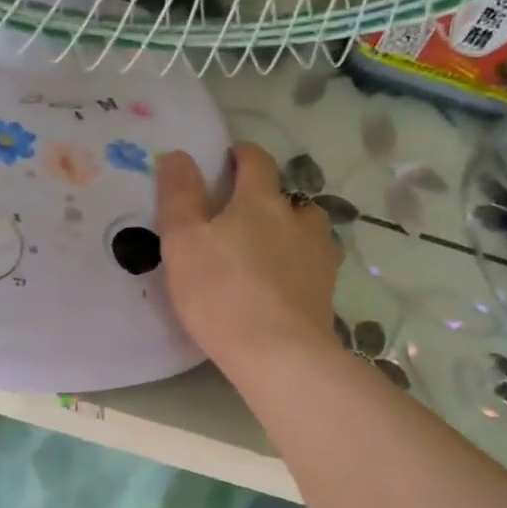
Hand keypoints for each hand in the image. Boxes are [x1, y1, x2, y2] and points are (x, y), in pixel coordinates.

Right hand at [155, 143, 341, 372]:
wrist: (277, 352)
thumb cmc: (220, 293)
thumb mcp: (183, 241)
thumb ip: (178, 195)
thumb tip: (179, 155)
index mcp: (260, 200)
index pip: (256, 161)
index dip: (242, 155)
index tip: (230, 159)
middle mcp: (297, 218)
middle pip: (285, 196)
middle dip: (264, 199)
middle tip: (239, 220)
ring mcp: (319, 253)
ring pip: (306, 229)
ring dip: (289, 230)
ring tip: (269, 251)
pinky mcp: (327, 288)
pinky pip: (314, 264)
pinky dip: (300, 264)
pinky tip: (286, 283)